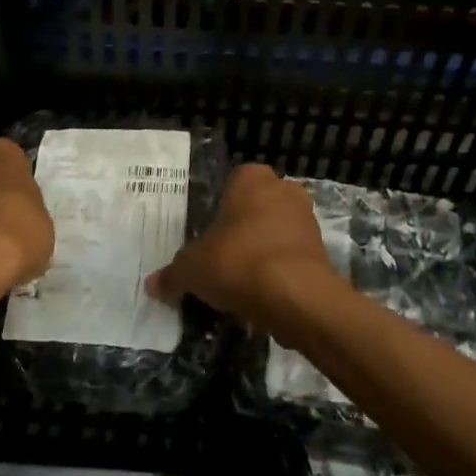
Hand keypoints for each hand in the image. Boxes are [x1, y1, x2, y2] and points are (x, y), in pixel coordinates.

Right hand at [145, 163, 332, 332]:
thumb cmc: (237, 262)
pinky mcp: (323, 249)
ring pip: (276, 231)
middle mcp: (283, 189)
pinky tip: (262, 294)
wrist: (295, 296)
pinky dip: (280, 270)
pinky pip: (292, 255)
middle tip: (221, 257)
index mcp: (250, 178)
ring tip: (240, 281)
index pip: (230, 184)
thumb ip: (173, 274)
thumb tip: (152, 285)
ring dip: (262, 250)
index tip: (207, 235)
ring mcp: (307, 218)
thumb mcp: (192, 269)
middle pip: (255, 207)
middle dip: (242, 229)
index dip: (218, 210)